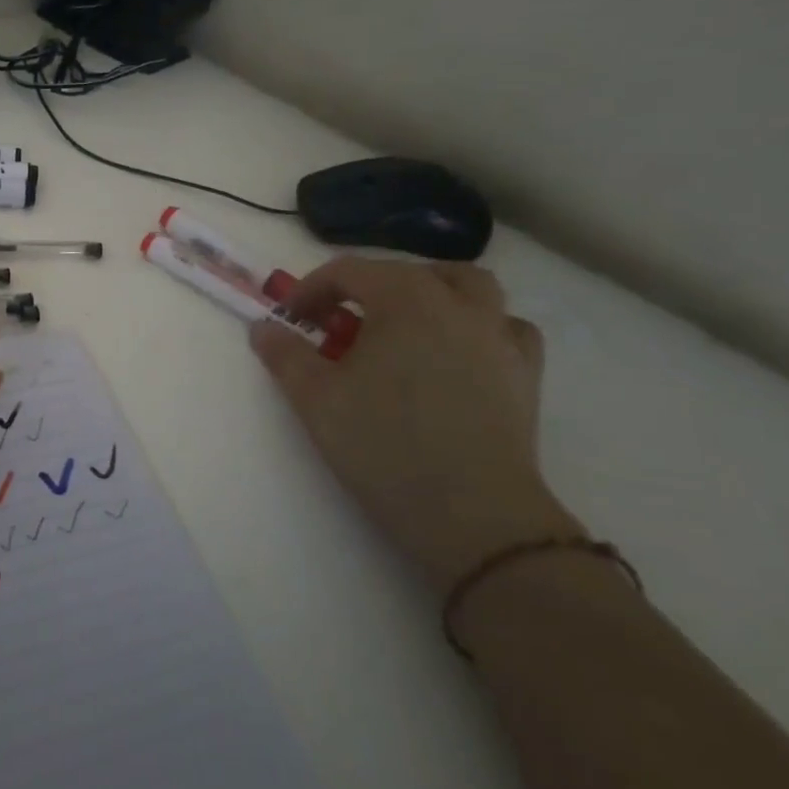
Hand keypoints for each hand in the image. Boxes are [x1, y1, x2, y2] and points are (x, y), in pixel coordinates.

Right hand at [250, 258, 580, 590]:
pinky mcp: (525, 375)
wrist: (473, 516)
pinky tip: (460, 353)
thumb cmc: (384, 446)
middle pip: (409, 272)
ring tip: (405, 325)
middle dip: (368, 287)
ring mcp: (499, 337)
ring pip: (471, 287)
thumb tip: (263, 328)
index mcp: (404, 299)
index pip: (349, 271)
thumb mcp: (315, 398)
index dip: (311, 289)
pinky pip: (506, 329)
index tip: (290, 319)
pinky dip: (480, 327)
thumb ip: (284, 354)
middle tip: (342, 323)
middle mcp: (457, 305)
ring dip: (432, 293)